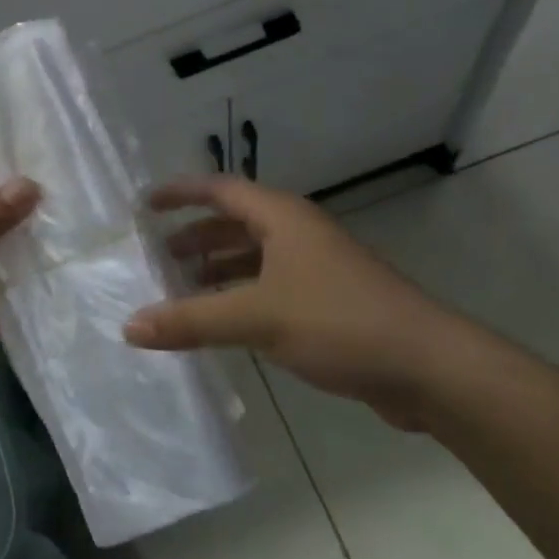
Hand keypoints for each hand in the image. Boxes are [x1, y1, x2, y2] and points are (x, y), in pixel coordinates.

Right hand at [122, 176, 473, 430]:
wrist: (429, 368)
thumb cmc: (339, 322)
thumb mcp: (256, 317)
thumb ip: (191, 320)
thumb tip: (129, 326)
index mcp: (282, 219)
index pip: (220, 190)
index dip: (181, 193)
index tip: (145, 205)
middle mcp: (299, 235)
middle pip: (235, 223)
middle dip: (196, 236)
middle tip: (158, 256)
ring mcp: (317, 269)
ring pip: (254, 258)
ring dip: (218, 268)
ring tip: (182, 289)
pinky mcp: (329, 303)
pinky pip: (270, 288)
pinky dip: (240, 297)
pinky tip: (223, 323)